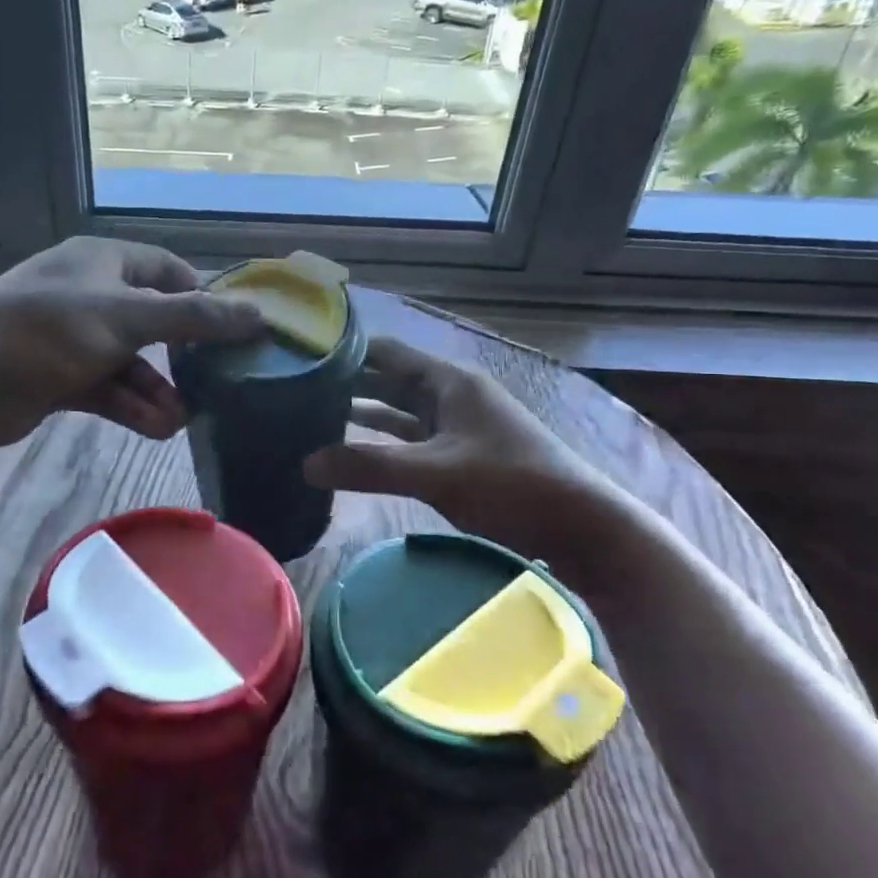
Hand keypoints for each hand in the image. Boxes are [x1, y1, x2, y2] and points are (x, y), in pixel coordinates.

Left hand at [0, 237, 261, 448]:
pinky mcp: (61, 377)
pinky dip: (132, 406)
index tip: (234, 330)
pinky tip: (157, 428)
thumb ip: (194, 317)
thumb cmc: (48, 331)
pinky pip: (109, 388)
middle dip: (182, 356)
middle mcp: (91, 294)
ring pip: (132, 363)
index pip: (168, 270)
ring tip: (182, 420)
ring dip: (158, 390)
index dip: (203, 296)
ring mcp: (74, 338)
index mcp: (104, 262)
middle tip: (216, 382)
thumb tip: (258, 314)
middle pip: (153, 321)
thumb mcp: (127, 318)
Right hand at [304, 337, 634, 566]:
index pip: (385, 352)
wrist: (582, 527)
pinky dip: (383, 443)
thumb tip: (305, 464)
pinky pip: (411, 441)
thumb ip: (370, 467)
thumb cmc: (512, 484)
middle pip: (388, 380)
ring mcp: (456, 427)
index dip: (346, 350)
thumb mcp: (436, 473)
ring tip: (312, 418)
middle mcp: (450, 395)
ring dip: (363, 414)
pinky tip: (353, 452)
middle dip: (347, 384)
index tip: (302, 355)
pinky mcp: (460, 457)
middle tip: (296, 391)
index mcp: (448, 381)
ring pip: (399, 412)